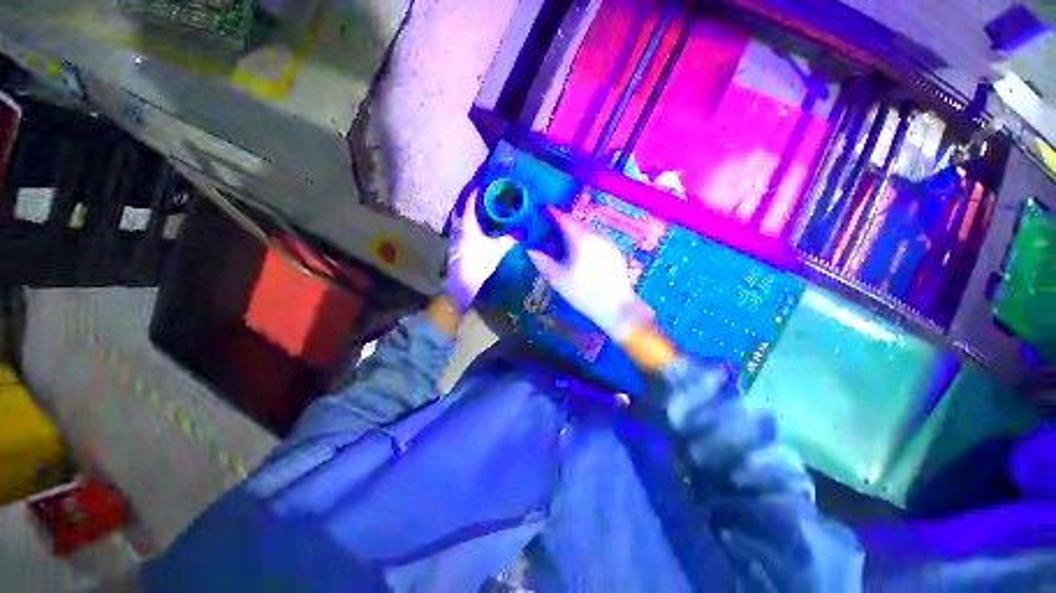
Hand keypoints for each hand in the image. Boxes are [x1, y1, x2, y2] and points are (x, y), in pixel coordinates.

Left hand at [445, 191, 516, 311]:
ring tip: (480, 213)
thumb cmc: (478, 264)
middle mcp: (458, 228)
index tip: (482, 186)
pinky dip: (466, 226)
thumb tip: (522, 233)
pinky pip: (460, 230)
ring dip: (468, 215)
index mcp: (467, 224)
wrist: (461, 285)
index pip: (470, 203)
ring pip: (460, 221)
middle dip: (471, 204)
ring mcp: (453, 238)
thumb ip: (509, 240)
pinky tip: (475, 231)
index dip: (475, 194)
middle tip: (482, 199)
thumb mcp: (497, 251)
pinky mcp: (453, 247)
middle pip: (462, 210)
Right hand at [527, 208, 653, 341]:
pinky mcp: (615, 252)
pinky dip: (586, 241)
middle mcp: (594, 234)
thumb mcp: (557, 278)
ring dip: (575, 232)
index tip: (541, 210)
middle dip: (562, 223)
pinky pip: (596, 239)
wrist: (617, 306)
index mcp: (579, 237)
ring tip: (564, 244)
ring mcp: (607, 242)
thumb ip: (542, 261)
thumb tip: (530, 249)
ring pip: (587, 231)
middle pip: (575, 223)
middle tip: (549, 230)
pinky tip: (581, 254)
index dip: (551, 212)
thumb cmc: (584, 292)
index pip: (562, 217)